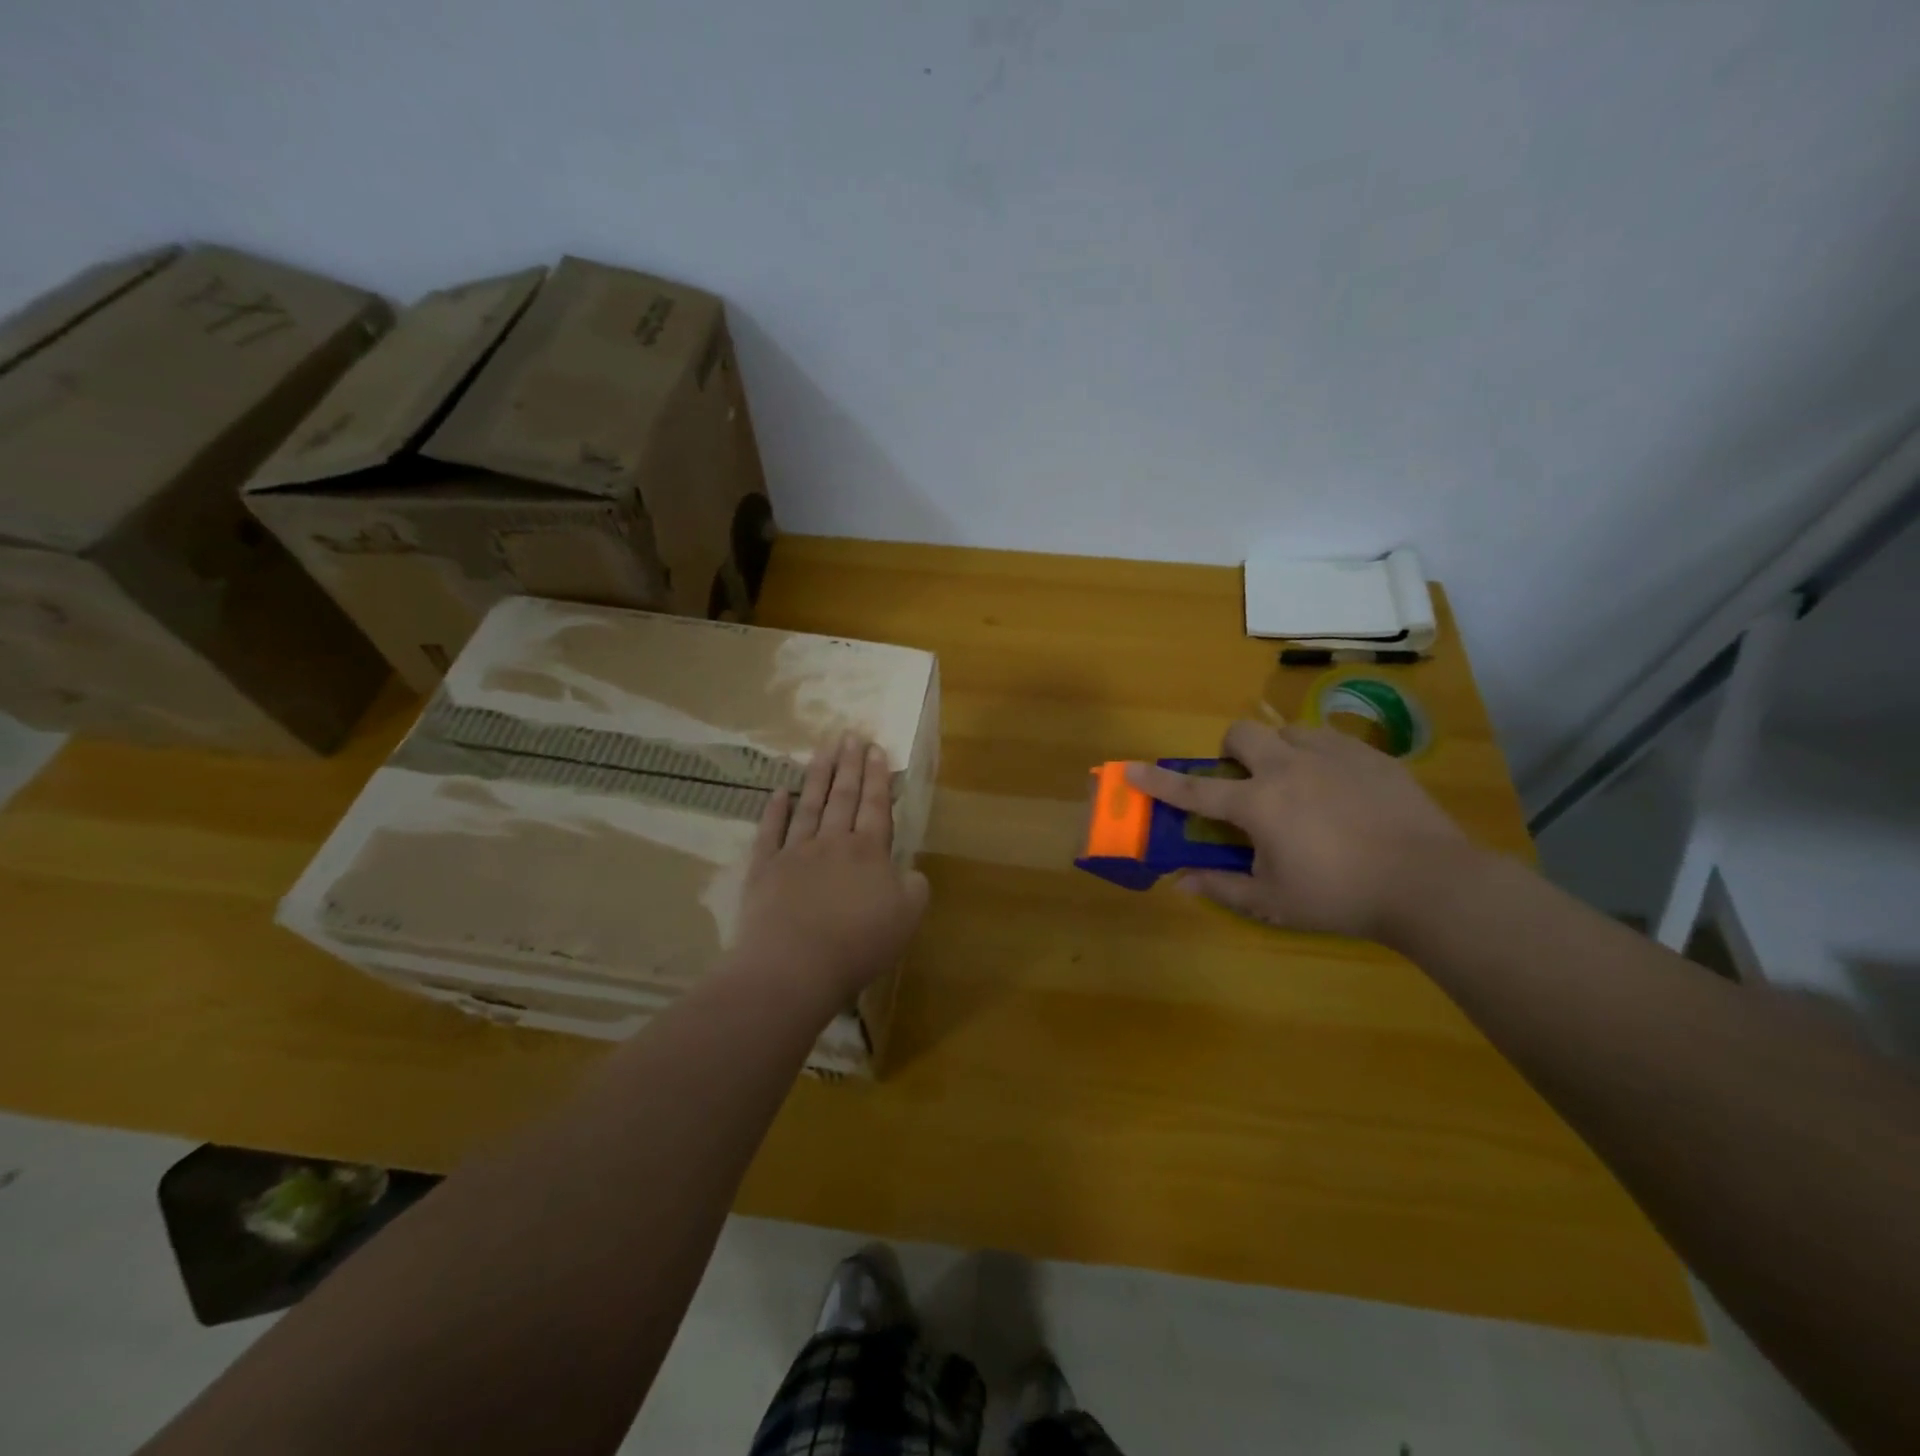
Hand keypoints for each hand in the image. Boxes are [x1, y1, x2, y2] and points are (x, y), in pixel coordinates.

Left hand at [732, 733, 929, 1000]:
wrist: (795, 965)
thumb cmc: (858, 944)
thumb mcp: (907, 918)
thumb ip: (913, 887)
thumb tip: (909, 871)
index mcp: (869, 852)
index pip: (876, 806)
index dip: (878, 776)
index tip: (876, 748)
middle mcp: (833, 843)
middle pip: (844, 797)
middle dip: (849, 764)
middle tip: (850, 734)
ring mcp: (796, 853)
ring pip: (809, 805)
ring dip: (818, 776)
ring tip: (823, 749)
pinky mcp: (764, 870)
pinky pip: (770, 832)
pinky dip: (774, 811)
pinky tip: (778, 792)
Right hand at [1126, 720, 1471, 940]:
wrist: (1431, 882)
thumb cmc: (1342, 896)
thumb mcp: (1275, 902)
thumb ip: (1222, 888)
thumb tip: (1179, 884)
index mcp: (1259, 803)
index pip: (1195, 790)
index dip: (1159, 781)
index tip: (1131, 769)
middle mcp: (1288, 767)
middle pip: (1241, 734)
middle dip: (1229, 751)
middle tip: (1244, 784)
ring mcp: (1333, 755)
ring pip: (1287, 731)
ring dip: (1276, 752)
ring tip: (1295, 785)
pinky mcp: (1371, 756)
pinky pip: (1330, 740)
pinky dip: (1318, 757)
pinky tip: (1339, 789)